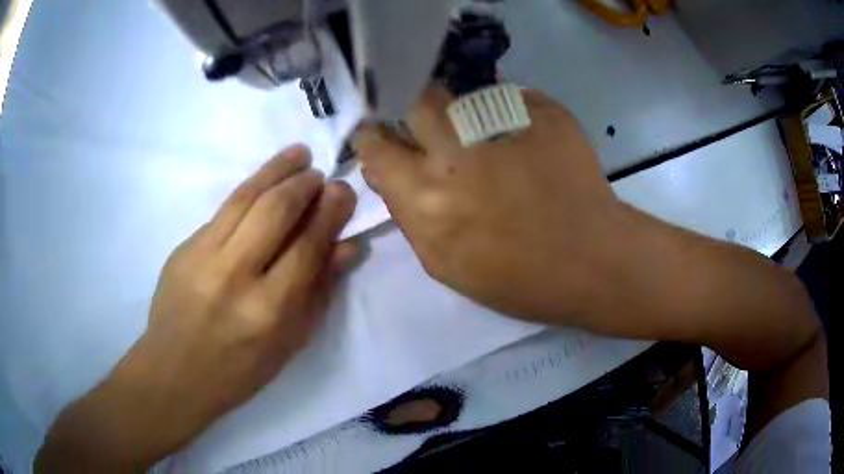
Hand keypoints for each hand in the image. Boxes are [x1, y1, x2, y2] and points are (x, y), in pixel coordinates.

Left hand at [36, 145, 357, 470]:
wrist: (175, 372)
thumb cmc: (240, 370)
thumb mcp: (290, 343)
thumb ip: (320, 291)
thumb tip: (350, 245)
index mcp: (268, 311)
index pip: (307, 247)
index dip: (330, 212)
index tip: (343, 190)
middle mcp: (234, 276)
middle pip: (275, 211)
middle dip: (304, 184)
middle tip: (320, 174)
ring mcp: (202, 256)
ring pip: (245, 197)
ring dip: (276, 170)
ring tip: (299, 155)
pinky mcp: (184, 247)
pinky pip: (223, 209)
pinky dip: (250, 187)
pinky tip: (264, 180)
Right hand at [355, 86, 620, 322]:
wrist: (594, 262)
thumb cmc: (519, 278)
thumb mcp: (444, 264)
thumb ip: (408, 215)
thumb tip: (390, 173)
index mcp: (428, 196)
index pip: (376, 144)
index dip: (374, 135)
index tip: (383, 136)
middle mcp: (458, 152)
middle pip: (416, 99)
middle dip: (413, 109)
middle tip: (430, 128)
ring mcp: (506, 124)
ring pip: (462, 95)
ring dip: (461, 113)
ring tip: (486, 141)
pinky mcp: (546, 113)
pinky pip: (510, 99)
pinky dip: (508, 116)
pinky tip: (527, 144)